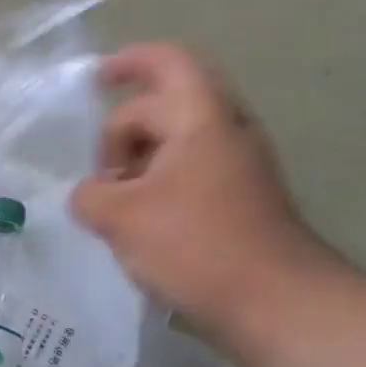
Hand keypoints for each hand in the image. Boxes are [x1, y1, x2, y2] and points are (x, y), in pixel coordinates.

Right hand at [70, 44, 337, 356]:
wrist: (276, 304)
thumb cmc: (195, 245)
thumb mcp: (121, 217)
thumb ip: (89, 195)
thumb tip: (90, 195)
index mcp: (202, 121)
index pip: (168, 65)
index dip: (129, 63)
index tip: (95, 81)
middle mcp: (225, 134)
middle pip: (163, 109)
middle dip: (120, 135)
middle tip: (98, 179)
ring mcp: (237, 170)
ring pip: (174, 147)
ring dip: (136, 167)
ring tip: (112, 209)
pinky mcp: (238, 204)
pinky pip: (186, 177)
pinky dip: (155, 189)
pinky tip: (137, 229)